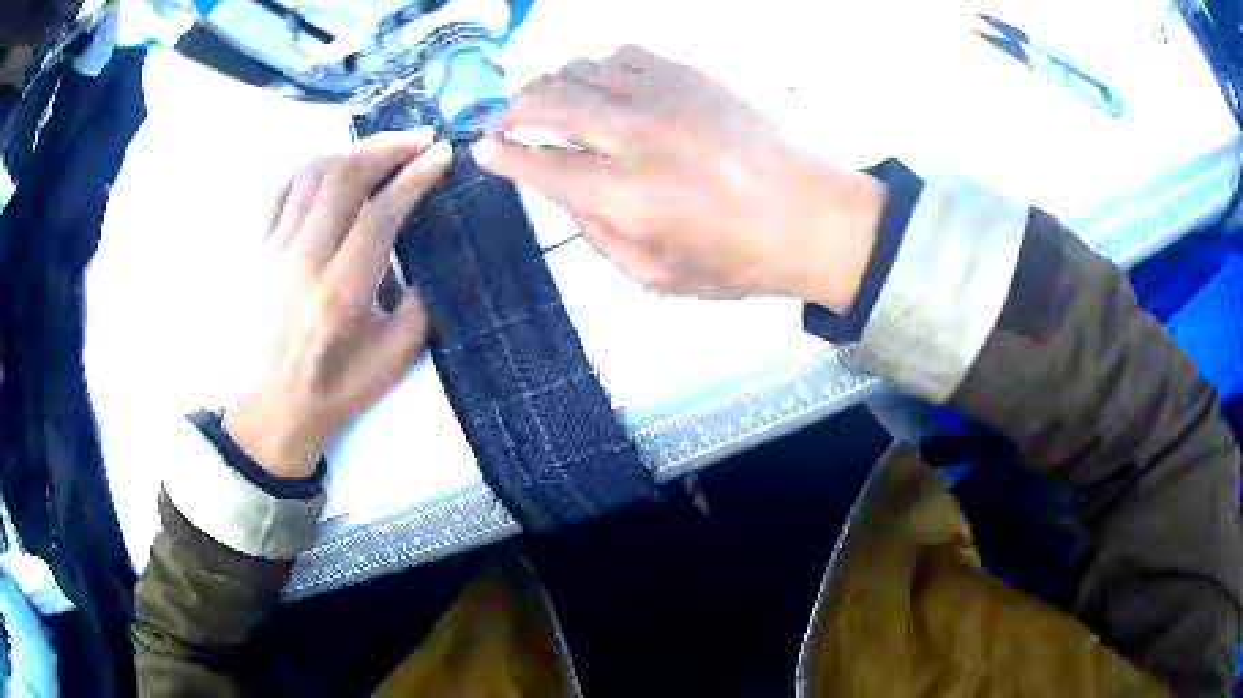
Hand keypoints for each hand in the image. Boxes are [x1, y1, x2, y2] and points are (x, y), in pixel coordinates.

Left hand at [222, 132, 452, 478]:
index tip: (442, 155)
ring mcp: (272, 254)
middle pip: (343, 178)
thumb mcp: (390, 366)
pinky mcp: (256, 253)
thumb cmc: (331, 396)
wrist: (268, 416)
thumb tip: (424, 265)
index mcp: (339, 295)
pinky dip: (310, 167)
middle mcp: (302, 264)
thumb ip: (417, 310)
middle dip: (387, 147)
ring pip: (310, 174)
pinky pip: (281, 191)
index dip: (415, 177)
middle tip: (419, 139)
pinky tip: (333, 166)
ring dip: (351, 150)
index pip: (380, 214)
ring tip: (380, 149)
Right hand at [474, 45, 884, 309]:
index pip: (540, 165)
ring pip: (582, 69)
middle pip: (550, 104)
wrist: (812, 218)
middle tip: (498, 118)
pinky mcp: (693, 77)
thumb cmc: (737, 260)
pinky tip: (599, 81)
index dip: (503, 155)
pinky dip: (599, 64)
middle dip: (510, 109)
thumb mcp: (657, 277)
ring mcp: (666, 98)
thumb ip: (597, 235)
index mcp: (625, 197)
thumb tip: (562, 191)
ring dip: (549, 83)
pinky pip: (626, 54)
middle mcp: (636, 137)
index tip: (483, 149)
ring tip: (542, 99)